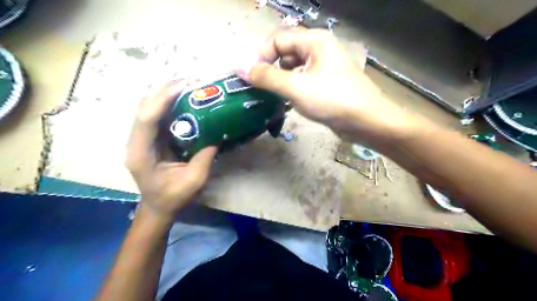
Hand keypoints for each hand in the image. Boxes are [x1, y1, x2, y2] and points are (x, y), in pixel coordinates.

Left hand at [126, 81, 216, 224]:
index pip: (145, 118)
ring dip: (169, 94)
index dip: (163, 98)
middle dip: (167, 90)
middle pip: (144, 106)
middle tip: (193, 82)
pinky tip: (187, 100)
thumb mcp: (194, 180)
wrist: (158, 207)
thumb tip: (217, 133)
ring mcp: (141, 138)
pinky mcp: (150, 138)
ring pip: (150, 107)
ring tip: (192, 87)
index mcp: (140, 153)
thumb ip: (205, 156)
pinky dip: (171, 104)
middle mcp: (135, 141)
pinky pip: (158, 115)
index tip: (185, 86)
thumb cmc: (173, 197)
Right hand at [238, 29, 418, 145]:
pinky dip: (291, 89)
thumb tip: (240, 68)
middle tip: (258, 88)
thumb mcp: (296, 87)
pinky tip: (287, 102)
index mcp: (314, 41)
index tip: (250, 77)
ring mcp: (323, 67)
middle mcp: (319, 50)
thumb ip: (267, 77)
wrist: (367, 122)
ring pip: (293, 69)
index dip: (261, 55)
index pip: (277, 39)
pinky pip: (302, 81)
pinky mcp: (325, 84)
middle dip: (269, 69)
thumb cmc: (333, 100)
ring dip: (280, 81)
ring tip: (271, 96)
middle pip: (285, 53)